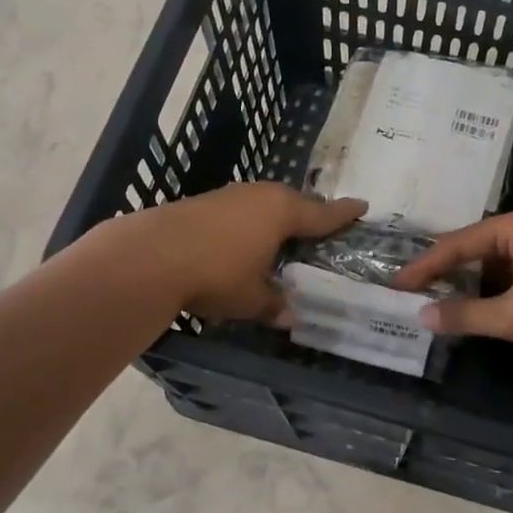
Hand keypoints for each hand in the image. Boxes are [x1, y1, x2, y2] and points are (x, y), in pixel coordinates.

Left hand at [121, 183, 365, 321]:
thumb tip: (292, 317)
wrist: (149, 256)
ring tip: (283, 236)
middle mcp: (260, 196)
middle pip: (294, 203)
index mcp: (283, 212)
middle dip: (309, 215)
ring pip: (264, 204)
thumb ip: (275, 304)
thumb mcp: (252, 299)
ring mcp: (230, 195)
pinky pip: (241, 210)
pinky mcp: (203, 202)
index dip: (344, 213)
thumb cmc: (216, 274)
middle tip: (322, 229)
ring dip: (276, 218)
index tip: (362, 206)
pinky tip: (243, 242)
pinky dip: (250, 224)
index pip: (323, 214)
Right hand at [394, 210, 512, 358]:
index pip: (456, 244)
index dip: (425, 267)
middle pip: (475, 250)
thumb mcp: (510, 316)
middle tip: (416, 292)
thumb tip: (423, 315)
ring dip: (471, 285)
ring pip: (495, 265)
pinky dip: (494, 291)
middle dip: (447, 273)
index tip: (397, 284)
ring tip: (442, 303)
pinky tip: (481, 309)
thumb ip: (465, 315)